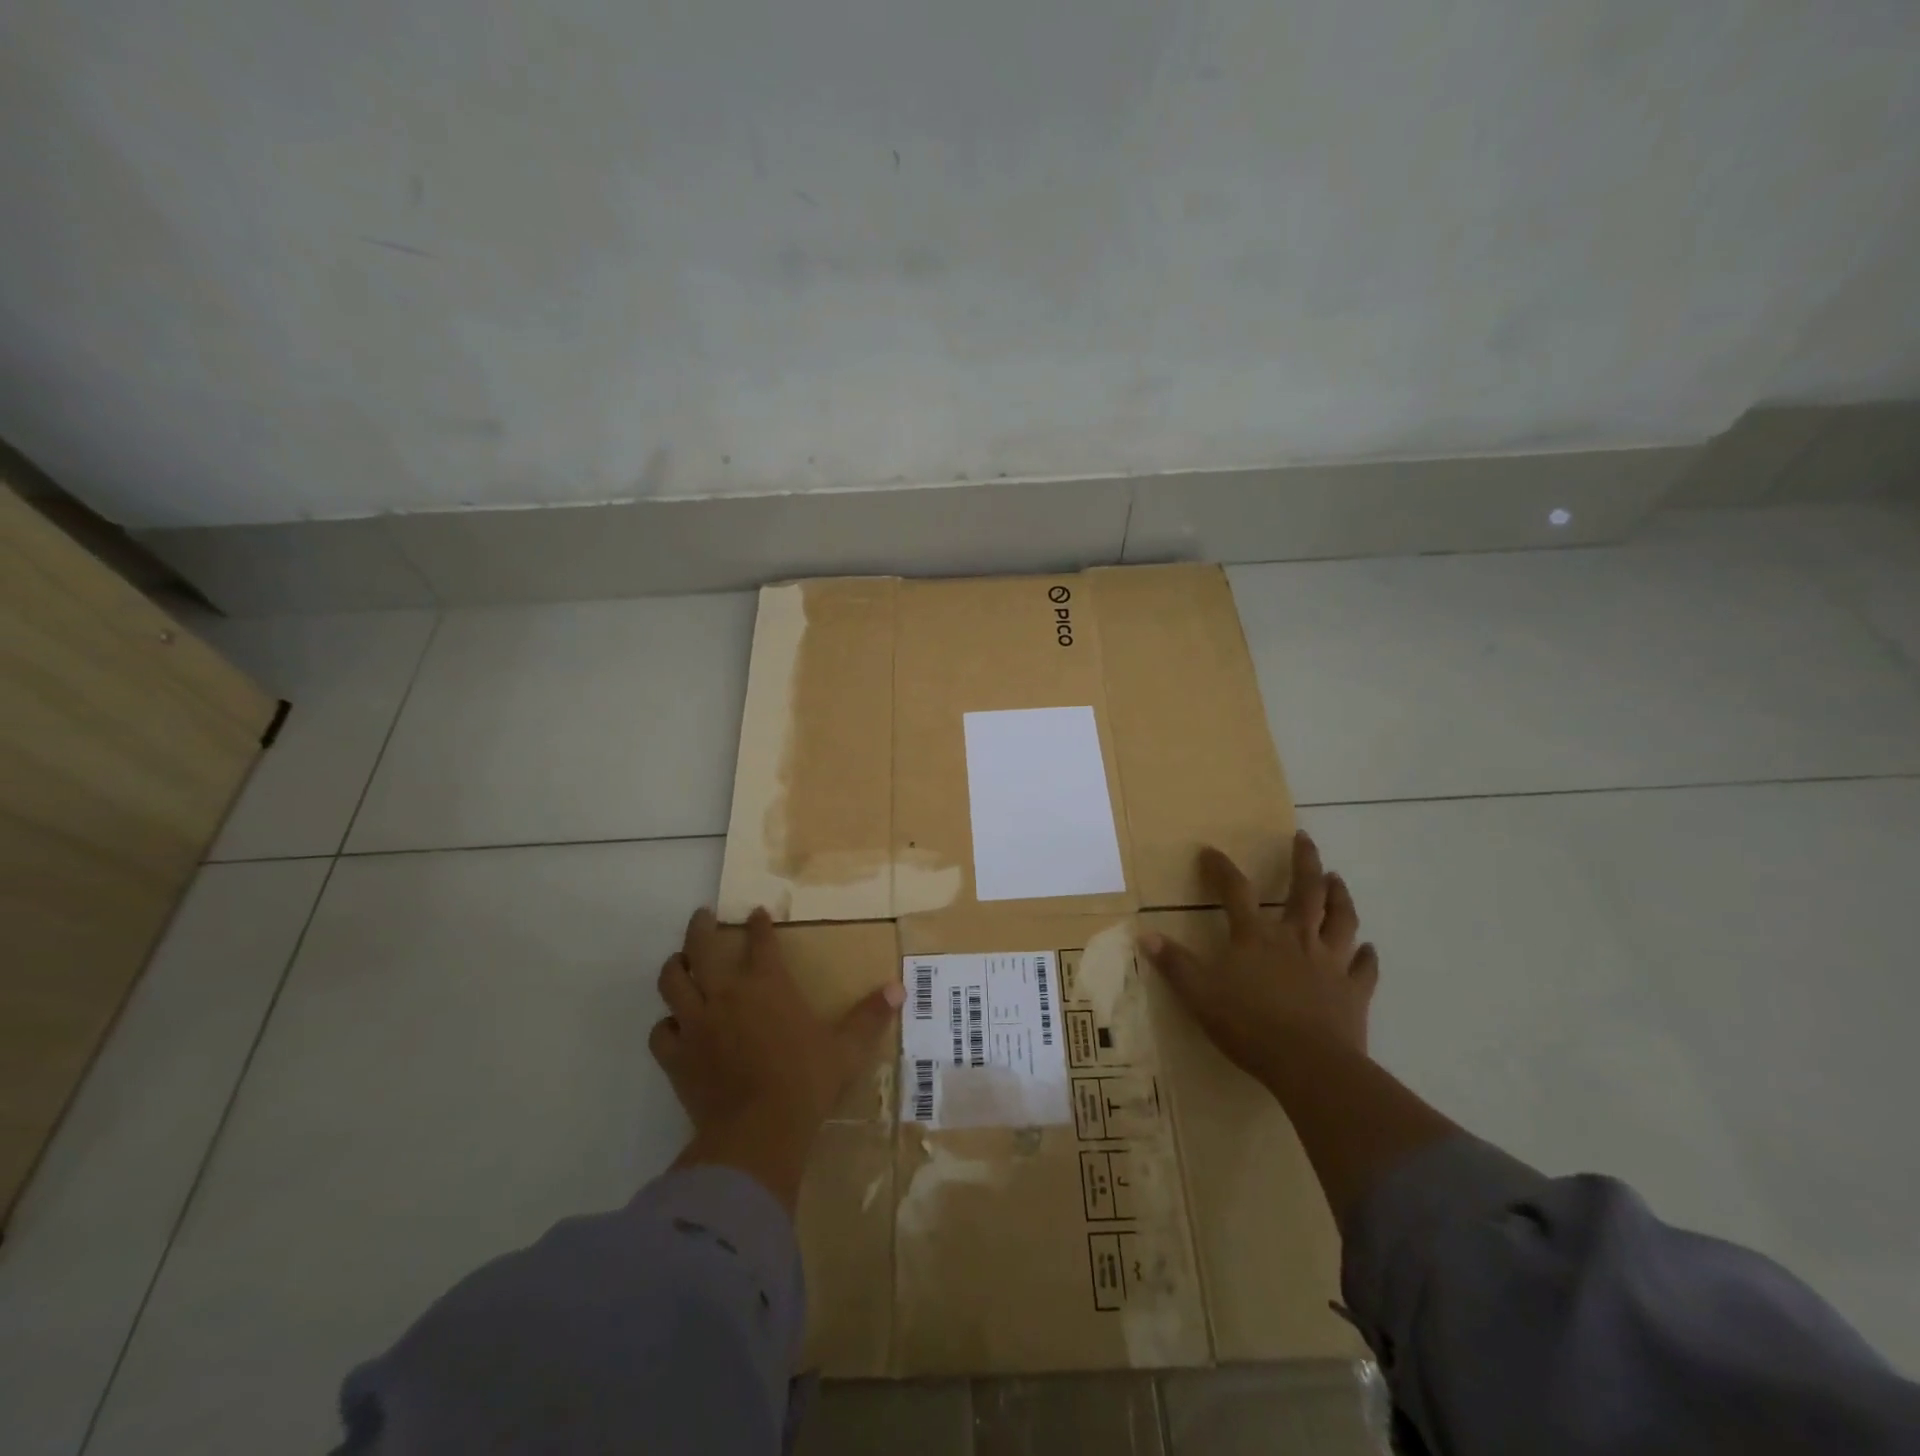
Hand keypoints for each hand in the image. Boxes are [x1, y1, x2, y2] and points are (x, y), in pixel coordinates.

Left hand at [651, 907, 902, 1209]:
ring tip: (678, 960)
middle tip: (702, 915)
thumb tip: (899, 988)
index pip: (760, 941)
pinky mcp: (676, 1057)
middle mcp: (727, 994)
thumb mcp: (847, 1049)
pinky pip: (660, 1032)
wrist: (759, 1132)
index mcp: (768, 985)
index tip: (757, 913)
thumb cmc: (806, 1082)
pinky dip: (665, 1024)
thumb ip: (870, 1016)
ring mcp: (696, 1024)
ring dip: (675, 966)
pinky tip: (672, 1025)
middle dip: (701, 927)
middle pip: (702, 947)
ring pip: (672, 982)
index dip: (758, 924)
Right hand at [1139, 831, 1378, 1079]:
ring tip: (1336, 879)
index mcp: (1256, 936)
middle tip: (1304, 838)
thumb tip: (1145, 934)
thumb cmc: (1249, 1026)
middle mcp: (1295, 939)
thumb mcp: (1199, 994)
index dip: (1221, 869)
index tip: (1210, 852)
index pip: (1235, 891)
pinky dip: (1367, 956)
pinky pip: (1365, 968)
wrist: (1309, 1066)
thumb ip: (1174, 963)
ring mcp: (1330, 963)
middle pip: (1304, 891)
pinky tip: (1368, 949)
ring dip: (1339, 896)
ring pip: (1340, 919)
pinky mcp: (1354, 991)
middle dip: (1304, 861)